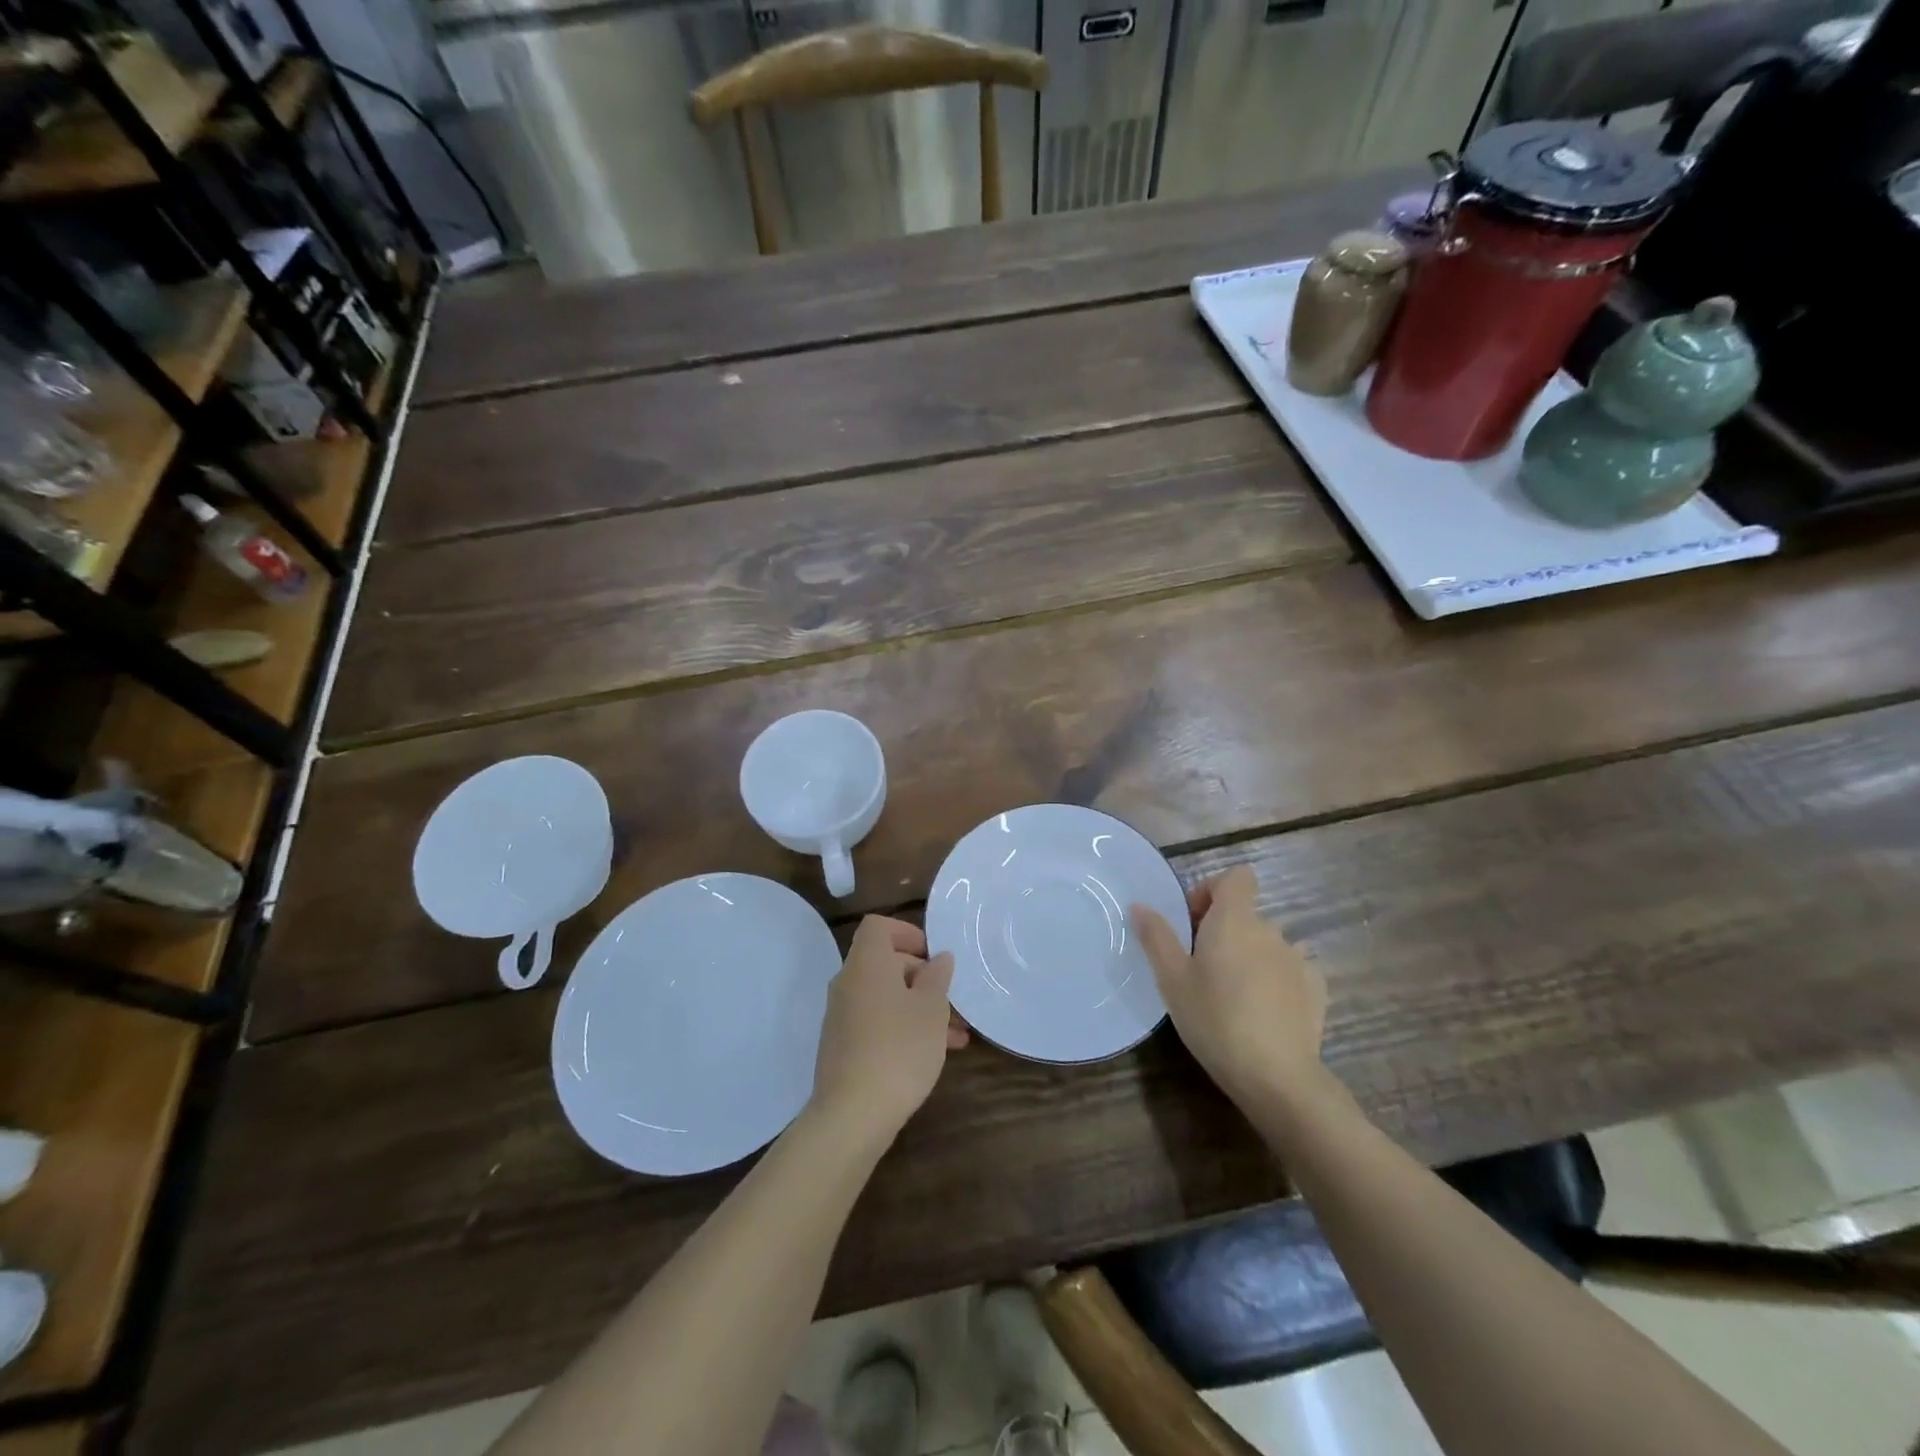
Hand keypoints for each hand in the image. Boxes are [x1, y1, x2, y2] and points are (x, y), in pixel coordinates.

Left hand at [809, 916, 968, 1146]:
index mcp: (867, 964)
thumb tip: (939, 958)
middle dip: (922, 977)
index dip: (906, 932)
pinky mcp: (843, 1045)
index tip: (933, 954)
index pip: (878, 927)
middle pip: (885, 963)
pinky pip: (877, 1022)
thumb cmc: (899, 1049)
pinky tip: (933, 1053)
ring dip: (919, 1007)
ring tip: (956, 1034)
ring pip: (886, 997)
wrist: (852, 1115)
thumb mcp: (931, 1009)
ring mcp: (842, 1016)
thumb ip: (937, 977)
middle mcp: (848, 983)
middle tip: (952, 999)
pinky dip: (903, 1027)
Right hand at [1132, 864, 1325, 1106]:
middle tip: (1201, 969)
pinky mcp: (1316, 989)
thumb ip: (1156, 936)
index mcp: (1235, 920)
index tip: (1194, 922)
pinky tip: (1263, 1012)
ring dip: (1249, 957)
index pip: (1236, 877)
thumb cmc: (1214, 1019)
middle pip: (1245, 913)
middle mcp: (1270, 930)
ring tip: (1232, 996)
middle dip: (1223, 931)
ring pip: (1266, 944)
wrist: (1277, 1076)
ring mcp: (1298, 959)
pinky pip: (1289, 970)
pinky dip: (1274, 980)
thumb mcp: (1172, 979)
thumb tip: (1139, 904)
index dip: (1213, 890)